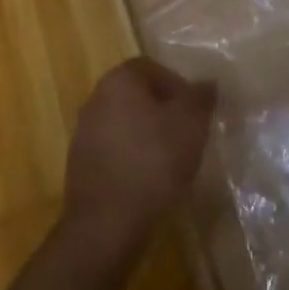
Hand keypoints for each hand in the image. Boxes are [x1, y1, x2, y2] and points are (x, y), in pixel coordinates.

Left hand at [62, 56, 214, 265]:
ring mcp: (84, 131)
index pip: (152, 67)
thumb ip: (201, 97)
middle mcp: (96, 98)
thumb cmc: (153, 161)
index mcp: (119, 80)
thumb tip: (207, 82)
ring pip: (125, 123)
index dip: (178, 85)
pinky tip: (149, 181)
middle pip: (137, 95)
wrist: (106, 222)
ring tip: (171, 161)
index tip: (196, 111)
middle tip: (188, 134)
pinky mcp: (80, 164)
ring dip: (148, 135)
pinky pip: (114, 150)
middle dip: (164, 111)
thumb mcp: (191, 124)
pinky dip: (133, 158)